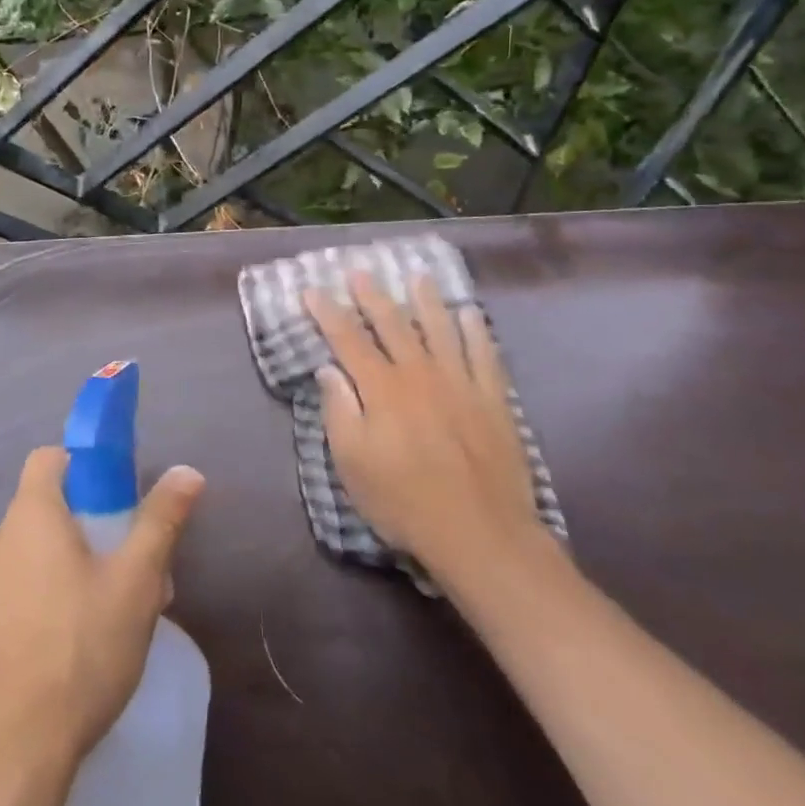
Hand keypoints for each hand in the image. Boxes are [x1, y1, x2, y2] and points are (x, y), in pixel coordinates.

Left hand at [0, 447, 205, 779]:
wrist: (4, 759)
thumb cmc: (78, 653)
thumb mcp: (135, 584)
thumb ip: (160, 521)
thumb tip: (187, 470)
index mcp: (31, 517)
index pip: (47, 458)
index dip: (79, 466)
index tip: (110, 498)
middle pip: (38, 514)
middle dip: (78, 531)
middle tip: (118, 571)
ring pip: (19, 563)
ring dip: (51, 574)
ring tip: (90, 623)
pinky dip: (23, 615)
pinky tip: (49, 660)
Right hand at [304, 272, 561, 615]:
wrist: (480, 534)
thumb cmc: (404, 502)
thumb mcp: (352, 464)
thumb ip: (339, 411)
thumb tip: (328, 370)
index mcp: (381, 389)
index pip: (347, 339)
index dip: (327, 312)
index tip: (312, 290)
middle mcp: (419, 374)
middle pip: (393, 324)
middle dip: (372, 296)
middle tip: (360, 271)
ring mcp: (460, 383)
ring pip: (440, 329)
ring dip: (426, 301)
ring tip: (418, 277)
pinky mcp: (492, 400)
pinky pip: (484, 354)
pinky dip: (477, 331)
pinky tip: (470, 314)